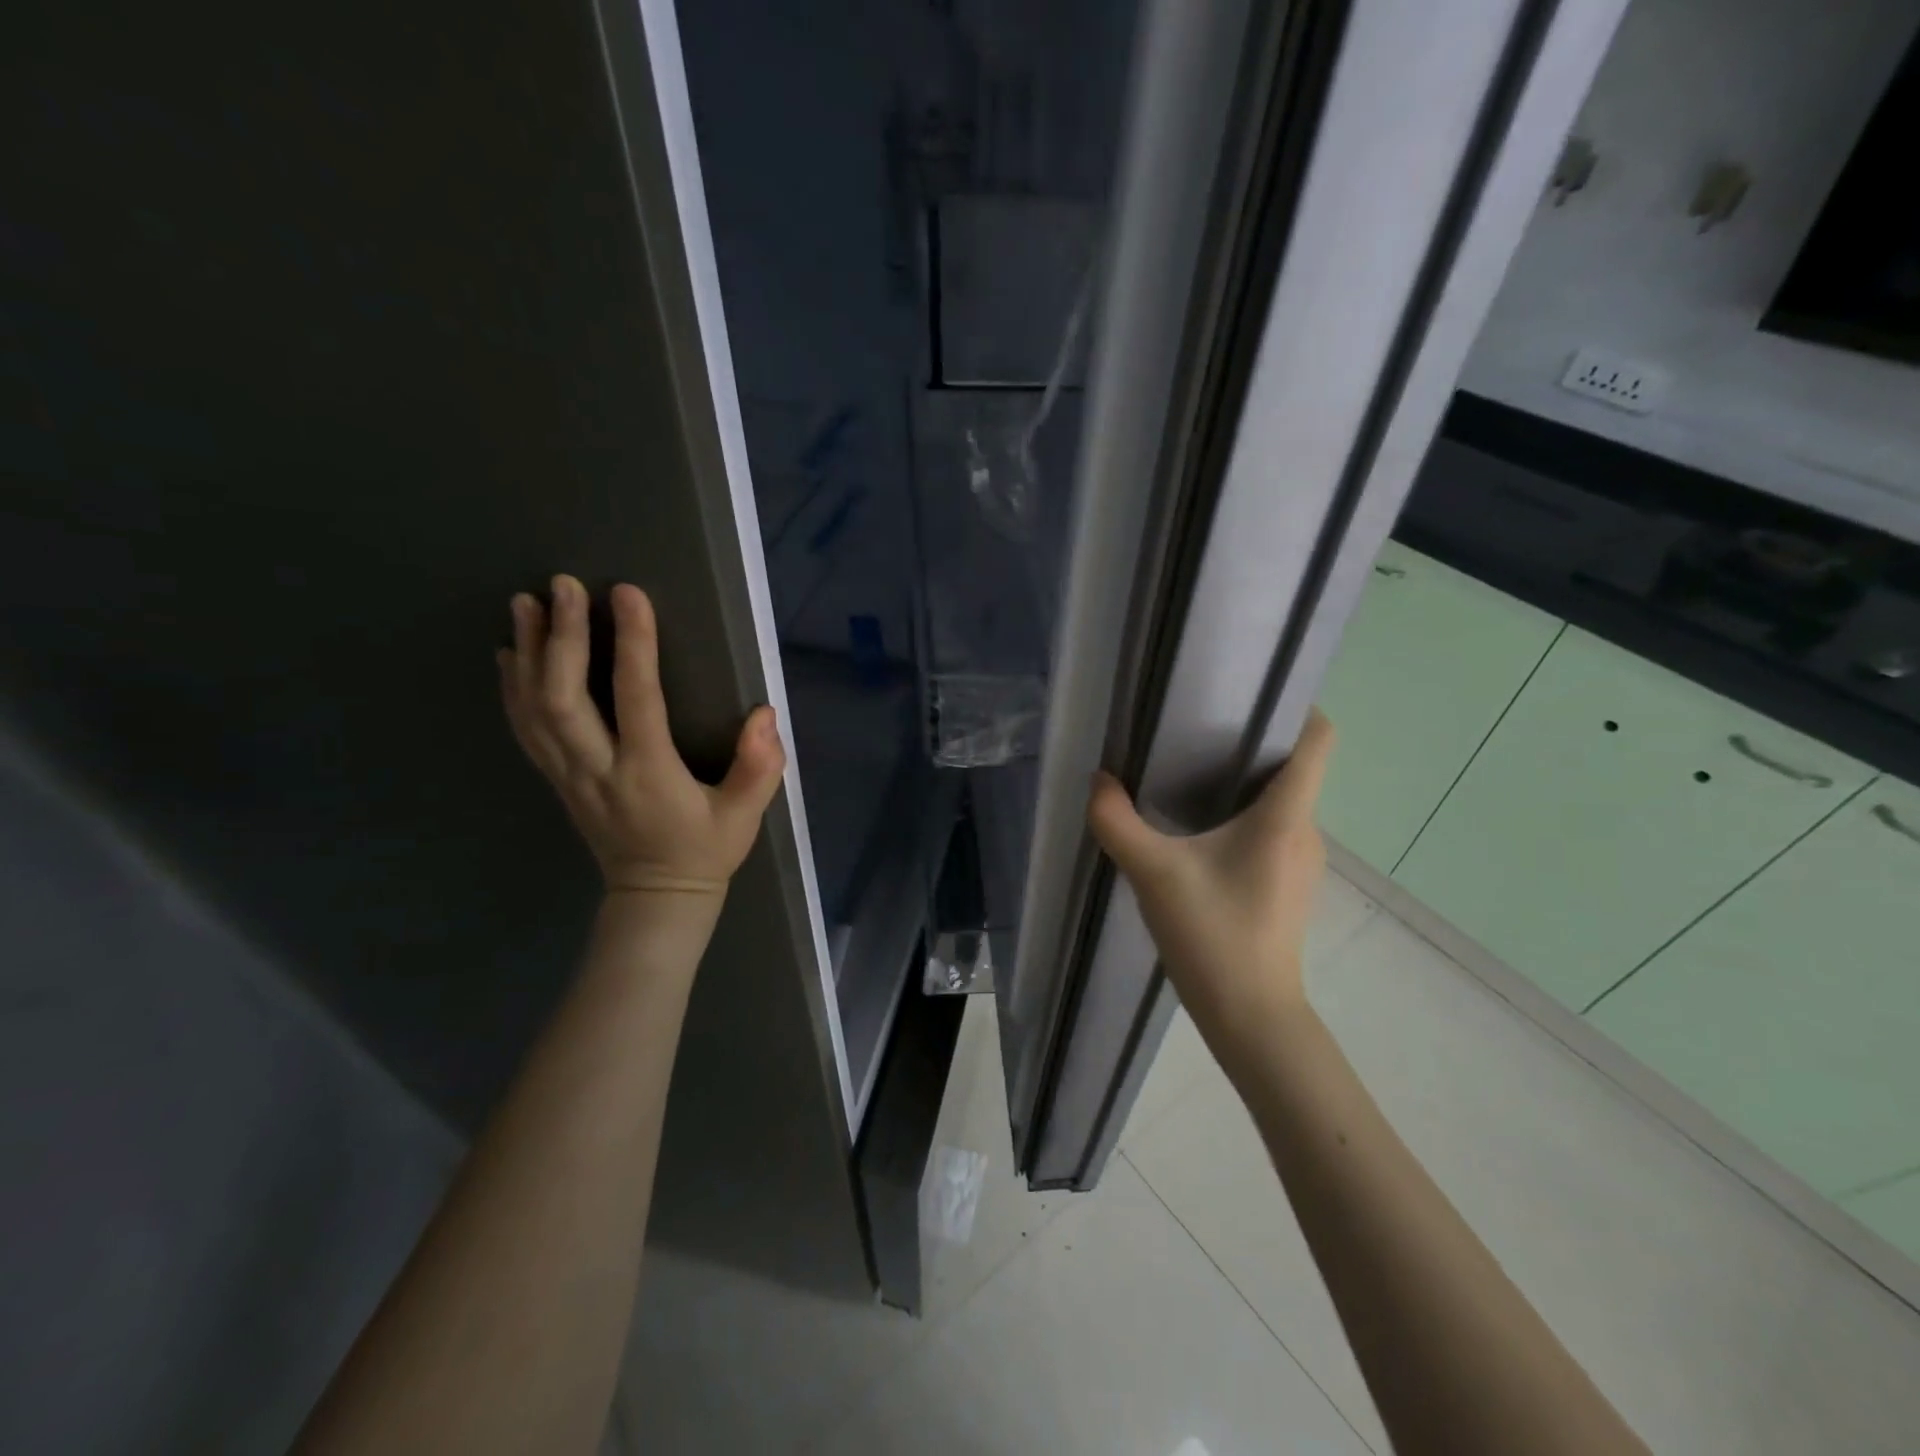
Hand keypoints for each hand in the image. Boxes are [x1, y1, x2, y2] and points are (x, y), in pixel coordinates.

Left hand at [498, 574, 785, 897]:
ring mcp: (569, 776)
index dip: (632, 644)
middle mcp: (598, 770)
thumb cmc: (705, 851)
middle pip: (564, 697)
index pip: (636, 698)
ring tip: (525, 603)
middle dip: (561, 637)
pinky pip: (526, 729)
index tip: (628, 594)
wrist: (656, 898)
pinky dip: (512, 687)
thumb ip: (758, 767)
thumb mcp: (745, 816)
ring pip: (534, 709)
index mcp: (648, 774)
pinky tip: (510, 655)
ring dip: (528, 652)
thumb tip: (763, 715)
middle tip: (563, 585)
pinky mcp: (559, 779)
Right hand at [1087, 710, 1335, 1055]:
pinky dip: (1243, 815)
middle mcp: (1305, 830)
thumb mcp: (1154, 874)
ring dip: (1244, 781)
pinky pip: (1272, 828)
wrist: (1251, 1017)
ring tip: (1190, 772)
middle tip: (1196, 729)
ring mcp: (1301, 860)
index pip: (1318, 739)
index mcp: (1286, 816)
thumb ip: (1117, 822)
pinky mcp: (1287, 883)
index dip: (1296, 706)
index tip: (1248, 694)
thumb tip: (1098, 780)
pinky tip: (1199, 829)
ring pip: (1281, 799)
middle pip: (1293, 765)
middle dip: (1251, 740)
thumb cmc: (1213, 936)